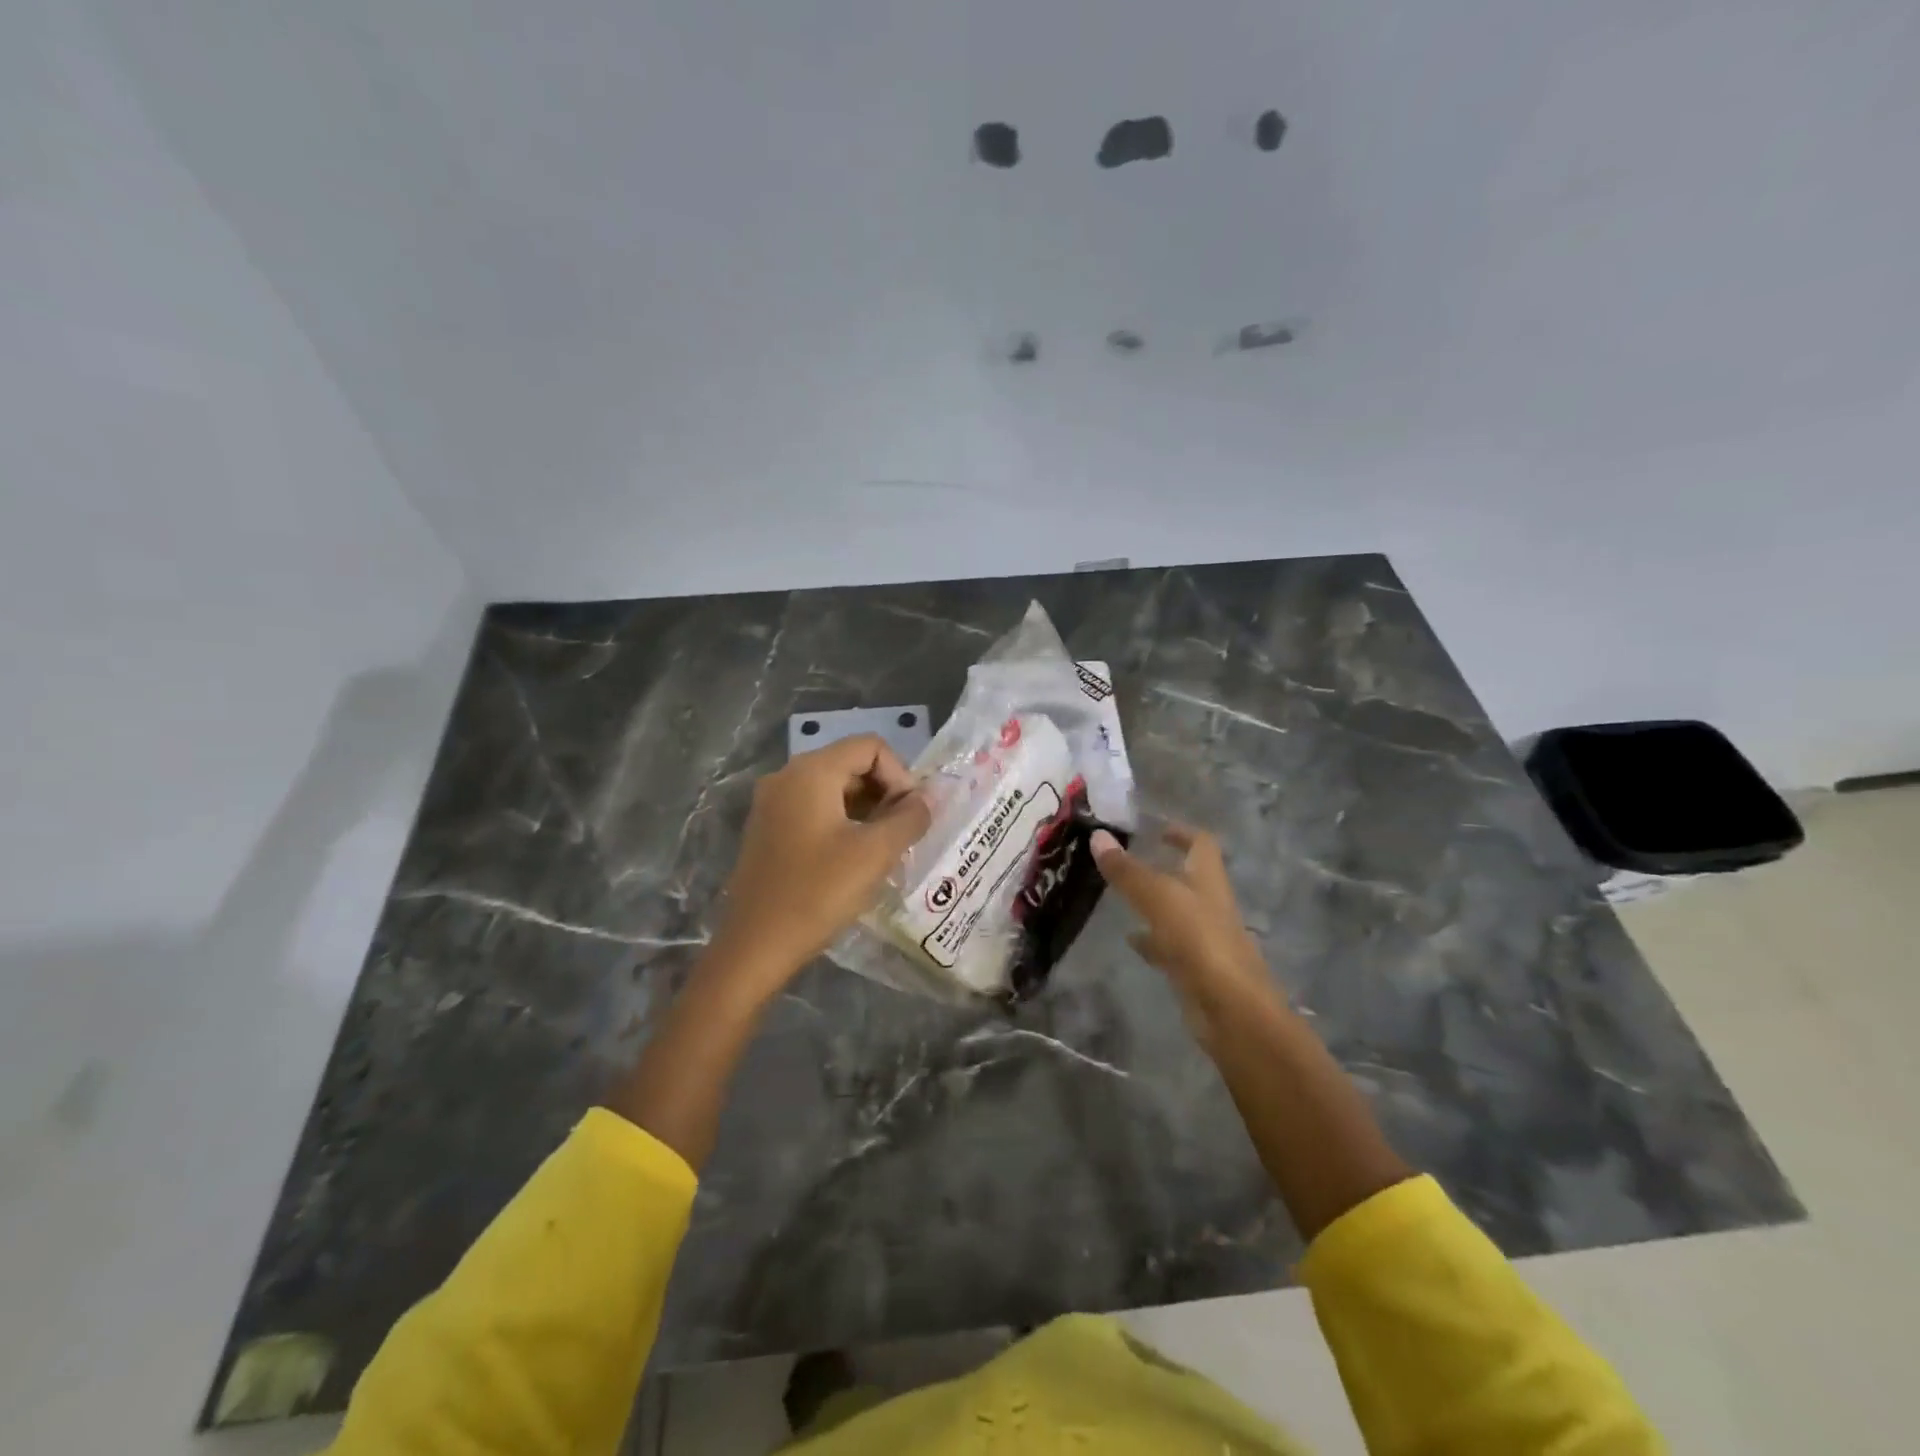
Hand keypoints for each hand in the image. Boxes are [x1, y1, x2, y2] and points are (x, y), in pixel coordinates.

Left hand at [709, 735, 931, 995]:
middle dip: (885, 793)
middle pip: (851, 764)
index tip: (910, 816)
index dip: (900, 776)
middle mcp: (787, 776)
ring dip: (866, 810)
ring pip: (834, 789)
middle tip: (902, 834)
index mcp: (811, 772)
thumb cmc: (818, 893)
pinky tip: (854, 859)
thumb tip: (927, 800)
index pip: (870, 747)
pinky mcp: (768, 829)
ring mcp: (772, 803)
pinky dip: (842, 823)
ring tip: (884, 849)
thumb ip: (909, 818)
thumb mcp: (875, 854)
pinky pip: (814, 810)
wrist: (755, 946)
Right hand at [1090, 826, 1280, 1029]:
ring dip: (1153, 904)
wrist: (1231, 1009)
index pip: (1201, 844)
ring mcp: (1204, 939)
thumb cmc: (1200, 942)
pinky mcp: (1195, 969)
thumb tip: (1098, 836)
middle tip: (1126, 862)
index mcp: (1208, 881)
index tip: (1156, 828)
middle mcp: (1210, 905)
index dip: (1181, 832)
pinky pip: (1170, 947)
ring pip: (1176, 913)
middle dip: (1161, 868)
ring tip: (1119, 898)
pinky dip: (1151, 941)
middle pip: (1188, 878)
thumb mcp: (1158, 898)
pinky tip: (1130, 941)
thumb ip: (1128, 871)